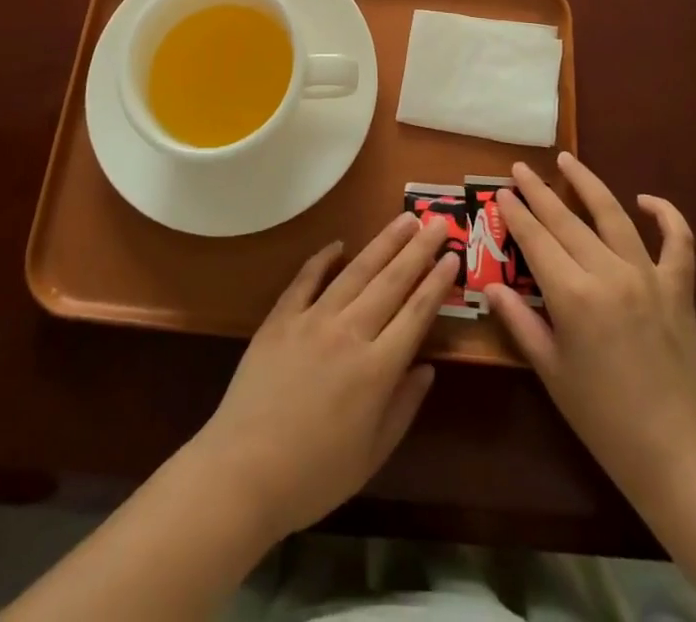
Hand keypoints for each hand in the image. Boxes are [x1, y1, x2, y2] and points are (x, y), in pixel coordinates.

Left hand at [187, 211, 458, 537]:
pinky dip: (324, 258)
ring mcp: (313, 319)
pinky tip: (339, 244)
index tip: (454, 255)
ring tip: (405, 219)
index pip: (416, 313)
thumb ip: (403, 407)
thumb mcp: (372, 455)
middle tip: (439, 221)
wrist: (242, 473)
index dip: (437, 282)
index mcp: (377, 369)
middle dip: (419, 249)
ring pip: (356, 271)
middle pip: (392, 282)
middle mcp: (349, 333)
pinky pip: (306, 279)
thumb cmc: (314, 476)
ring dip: (383, 243)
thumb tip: (427, 368)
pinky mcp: (281, 318)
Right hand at [484, 152, 695, 511]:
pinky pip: (678, 242)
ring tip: (567, 160)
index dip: (516, 214)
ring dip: (587, 184)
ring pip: (614, 215)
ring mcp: (648, 277)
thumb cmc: (601, 416)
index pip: (536, 240)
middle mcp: (609, 274)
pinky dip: (666, 215)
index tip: (502, 192)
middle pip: (567, 221)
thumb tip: (491, 285)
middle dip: (539, 192)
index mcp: (573, 296)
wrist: (673, 451)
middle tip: (520, 169)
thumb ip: (519, 322)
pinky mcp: (679, 288)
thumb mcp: (550, 371)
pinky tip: (646, 200)